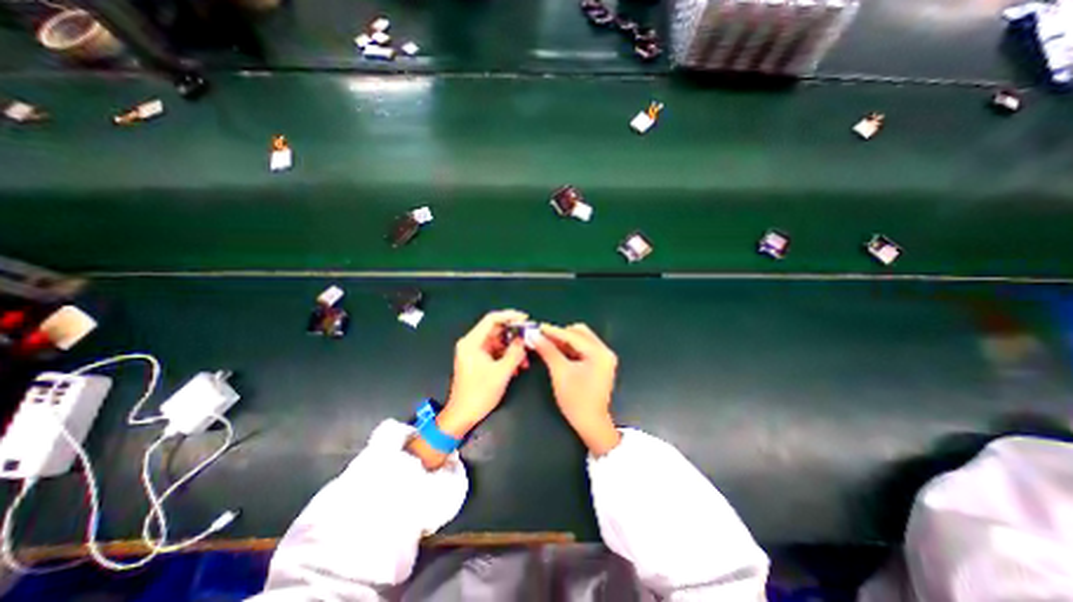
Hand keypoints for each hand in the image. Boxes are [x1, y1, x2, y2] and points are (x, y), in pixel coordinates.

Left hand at [435, 310, 531, 437]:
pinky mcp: (478, 361)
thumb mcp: (501, 372)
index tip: (525, 319)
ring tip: (525, 360)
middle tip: (530, 339)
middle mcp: (472, 343)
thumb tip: (524, 338)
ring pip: (498, 342)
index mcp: (472, 342)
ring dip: (513, 349)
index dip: (510, 316)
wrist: (463, 415)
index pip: (492, 319)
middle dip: (514, 335)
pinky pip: (496, 352)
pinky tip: (517, 366)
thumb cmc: (479, 393)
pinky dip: (507, 356)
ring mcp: (474, 352)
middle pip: (496, 330)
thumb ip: (515, 352)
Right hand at [533, 323, 626, 452]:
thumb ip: (548, 351)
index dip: (554, 331)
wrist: (591, 424)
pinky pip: (583, 349)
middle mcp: (604, 351)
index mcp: (599, 352)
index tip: (537, 327)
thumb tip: (534, 336)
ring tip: (547, 343)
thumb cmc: (576, 399)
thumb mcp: (560, 372)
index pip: (573, 336)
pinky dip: (570, 349)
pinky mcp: (600, 364)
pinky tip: (557, 351)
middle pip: (580, 333)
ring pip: (581, 340)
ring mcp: (604, 358)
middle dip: (561, 334)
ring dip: (564, 341)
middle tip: (543, 337)